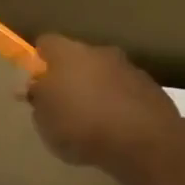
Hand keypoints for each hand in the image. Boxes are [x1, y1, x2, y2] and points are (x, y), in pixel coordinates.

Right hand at [24, 36, 184, 178]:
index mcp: (68, 55)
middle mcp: (99, 52)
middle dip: (67, 77)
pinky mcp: (150, 86)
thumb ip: (37, 99)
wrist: (143, 140)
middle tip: (59, 105)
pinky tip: (111, 126)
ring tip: (87, 120)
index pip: (46, 43)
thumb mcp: (44, 119)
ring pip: (101, 73)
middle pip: (76, 58)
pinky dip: (114, 102)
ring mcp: (128, 67)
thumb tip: (33, 87)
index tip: (34, 83)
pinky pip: (122, 90)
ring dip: (93, 89)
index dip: (37, 61)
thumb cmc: (81, 126)